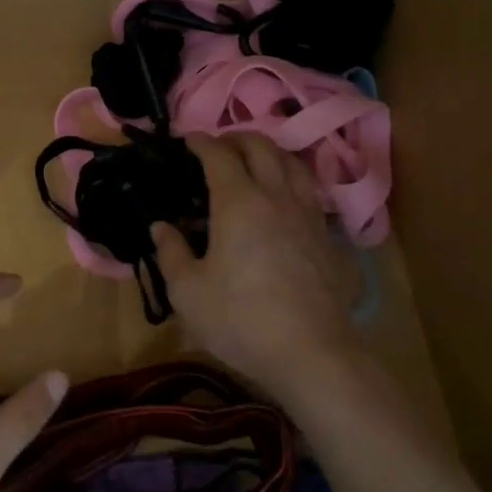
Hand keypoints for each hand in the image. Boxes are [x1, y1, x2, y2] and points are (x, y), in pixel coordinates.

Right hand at [151, 133, 363, 410]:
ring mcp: (309, 215)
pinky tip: (286, 204)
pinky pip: (312, 194)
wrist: (312, 353)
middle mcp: (277, 197)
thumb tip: (161, 226)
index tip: (187, 140)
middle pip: (261, 147)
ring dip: (271, 154)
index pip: (219, 154)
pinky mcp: (330, 238)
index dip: (201, 141)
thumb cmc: (240, 320)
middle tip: (219, 147)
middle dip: (237, 138)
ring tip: (256, 164)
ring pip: (294, 164)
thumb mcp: (188, 292)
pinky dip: (294, 184)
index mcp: (238, 202)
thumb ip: (171, 252)